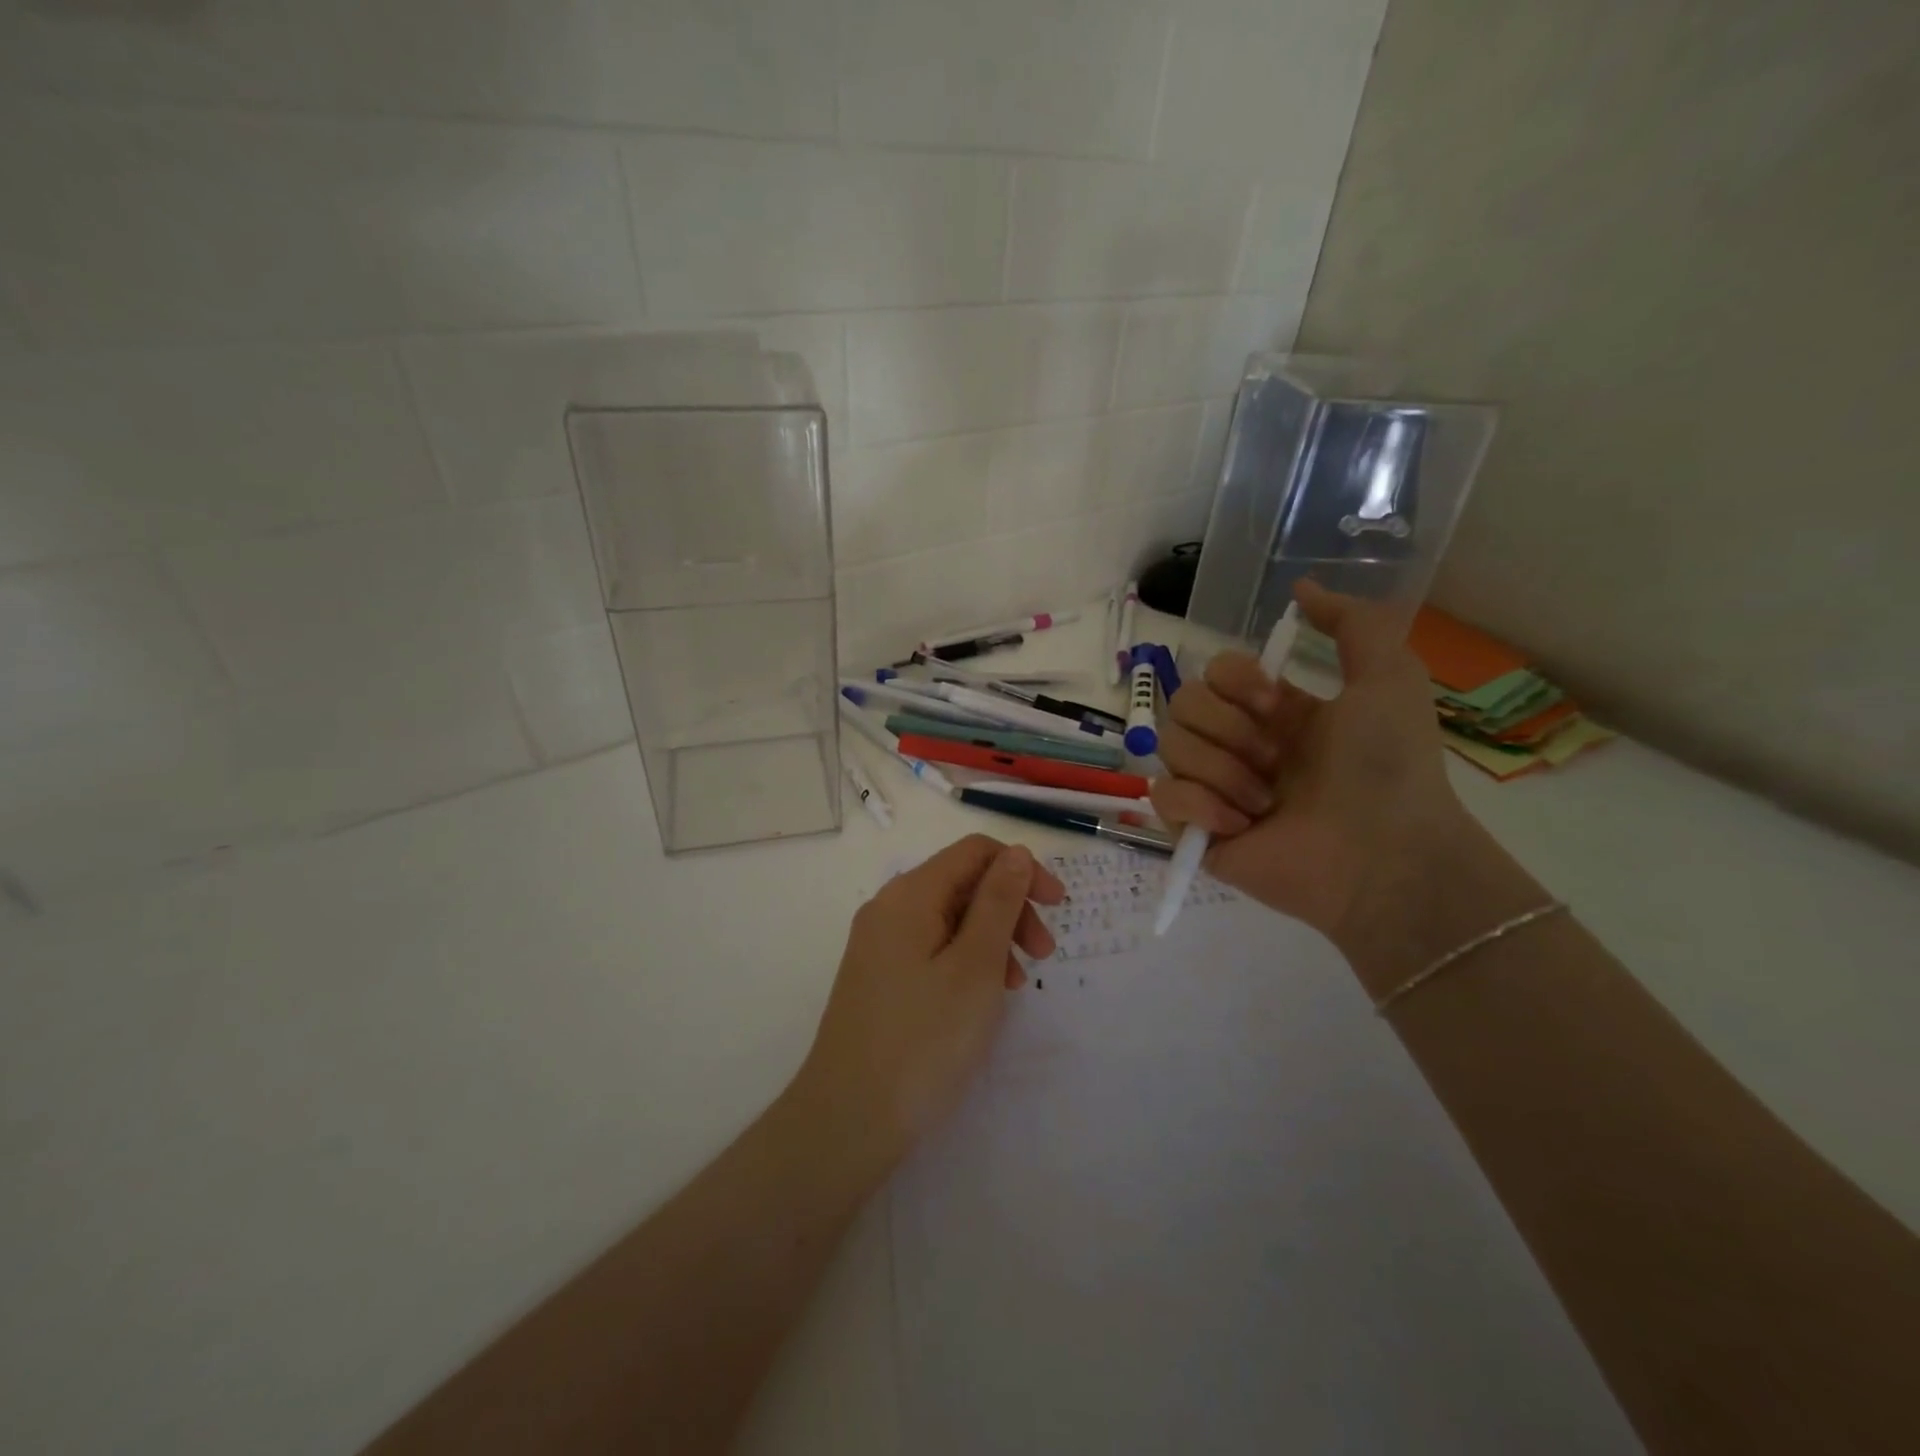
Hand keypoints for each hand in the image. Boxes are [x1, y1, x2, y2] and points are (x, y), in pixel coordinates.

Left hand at [795, 835, 1064, 1160]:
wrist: (849, 1119)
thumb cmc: (923, 1038)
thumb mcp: (975, 966)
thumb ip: (999, 902)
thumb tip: (1017, 853)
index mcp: (910, 894)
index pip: (974, 851)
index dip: (1021, 869)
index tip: (1057, 907)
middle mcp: (889, 908)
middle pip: (963, 883)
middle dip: (1010, 908)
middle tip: (1043, 956)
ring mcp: (880, 944)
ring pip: (950, 918)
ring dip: (992, 938)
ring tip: (1015, 985)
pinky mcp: (879, 977)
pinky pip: (932, 948)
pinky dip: (966, 960)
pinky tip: (981, 997)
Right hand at [1151, 581, 1473, 951]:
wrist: (1384, 856)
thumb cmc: (1389, 767)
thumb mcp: (1389, 677)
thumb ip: (1353, 623)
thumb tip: (1301, 588)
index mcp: (1272, 712)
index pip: (1214, 671)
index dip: (1234, 680)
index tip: (1275, 703)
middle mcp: (1238, 745)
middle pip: (1182, 703)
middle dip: (1228, 728)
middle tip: (1274, 760)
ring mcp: (1214, 789)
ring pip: (1170, 748)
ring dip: (1222, 771)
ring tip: (1265, 803)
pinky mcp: (1195, 831)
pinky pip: (1162, 798)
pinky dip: (1199, 807)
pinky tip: (1240, 826)